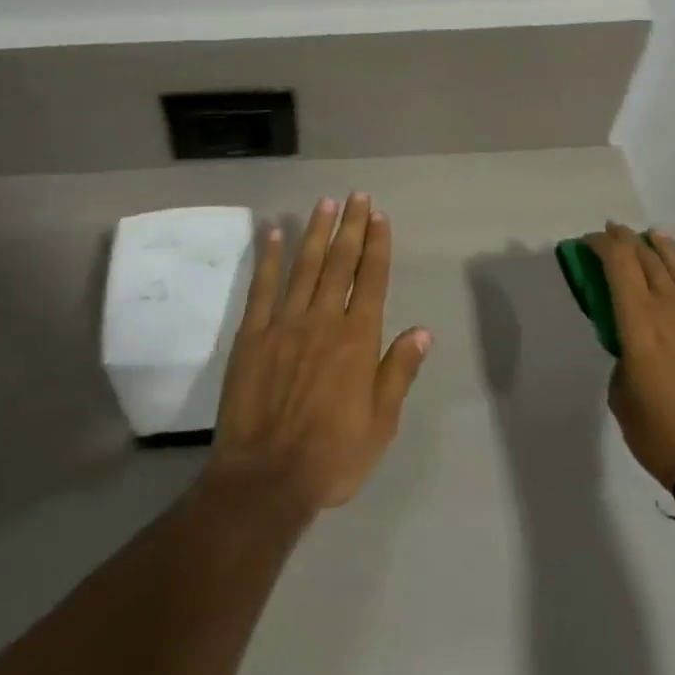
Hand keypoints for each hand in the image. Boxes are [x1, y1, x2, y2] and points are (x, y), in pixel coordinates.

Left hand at [204, 194, 432, 514]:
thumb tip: (422, 331)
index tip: (379, 215)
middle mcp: (323, 320)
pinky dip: (269, 258)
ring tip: (325, 203)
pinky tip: (273, 232)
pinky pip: (262, 288)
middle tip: (356, 195)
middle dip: (351, 226)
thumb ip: (399, 372)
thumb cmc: (332, 456)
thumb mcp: (381, 424)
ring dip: (316, 232)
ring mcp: (284, 323)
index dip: (377, 244)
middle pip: (340, 262)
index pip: (371, 279)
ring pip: (304, 266)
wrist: (266, 479)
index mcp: (357, 339)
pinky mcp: (252, 335)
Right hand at [594, 222, 674, 491]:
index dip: (602, 244)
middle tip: (615, 231)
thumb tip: (633, 354)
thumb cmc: (664, 435)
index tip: (591, 240)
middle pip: (648, 259)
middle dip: (628, 240)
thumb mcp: (622, 399)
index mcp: (640, 321)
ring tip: (653, 236)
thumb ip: (623, 363)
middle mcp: (672, 309)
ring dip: (663, 249)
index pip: (619, 264)